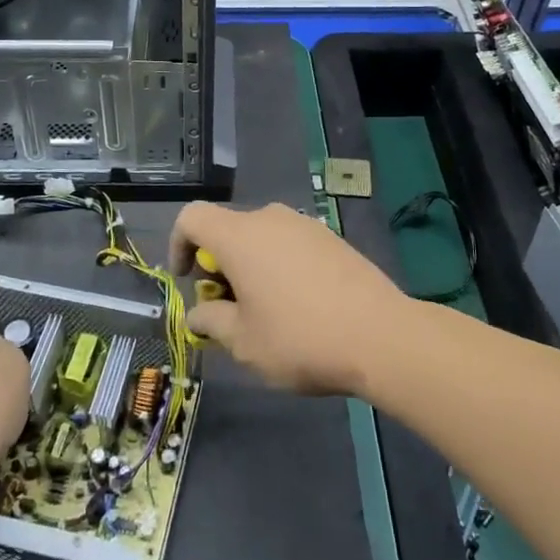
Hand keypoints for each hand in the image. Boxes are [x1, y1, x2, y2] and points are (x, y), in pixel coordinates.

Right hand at [169, 202, 408, 395]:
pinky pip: (290, 244)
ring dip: (250, 267)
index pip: (192, 217)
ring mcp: (304, 224)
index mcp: (240, 236)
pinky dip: (279, 266)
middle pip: (228, 229)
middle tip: (228, 310)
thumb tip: (199, 313)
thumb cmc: (300, 338)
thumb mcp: (244, 343)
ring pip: (260, 238)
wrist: (380, 335)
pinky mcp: (331, 238)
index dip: (179, 244)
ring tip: (265, 313)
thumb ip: (212, 321)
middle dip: (218, 265)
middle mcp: (270, 218)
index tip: (187, 280)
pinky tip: (298, 305)